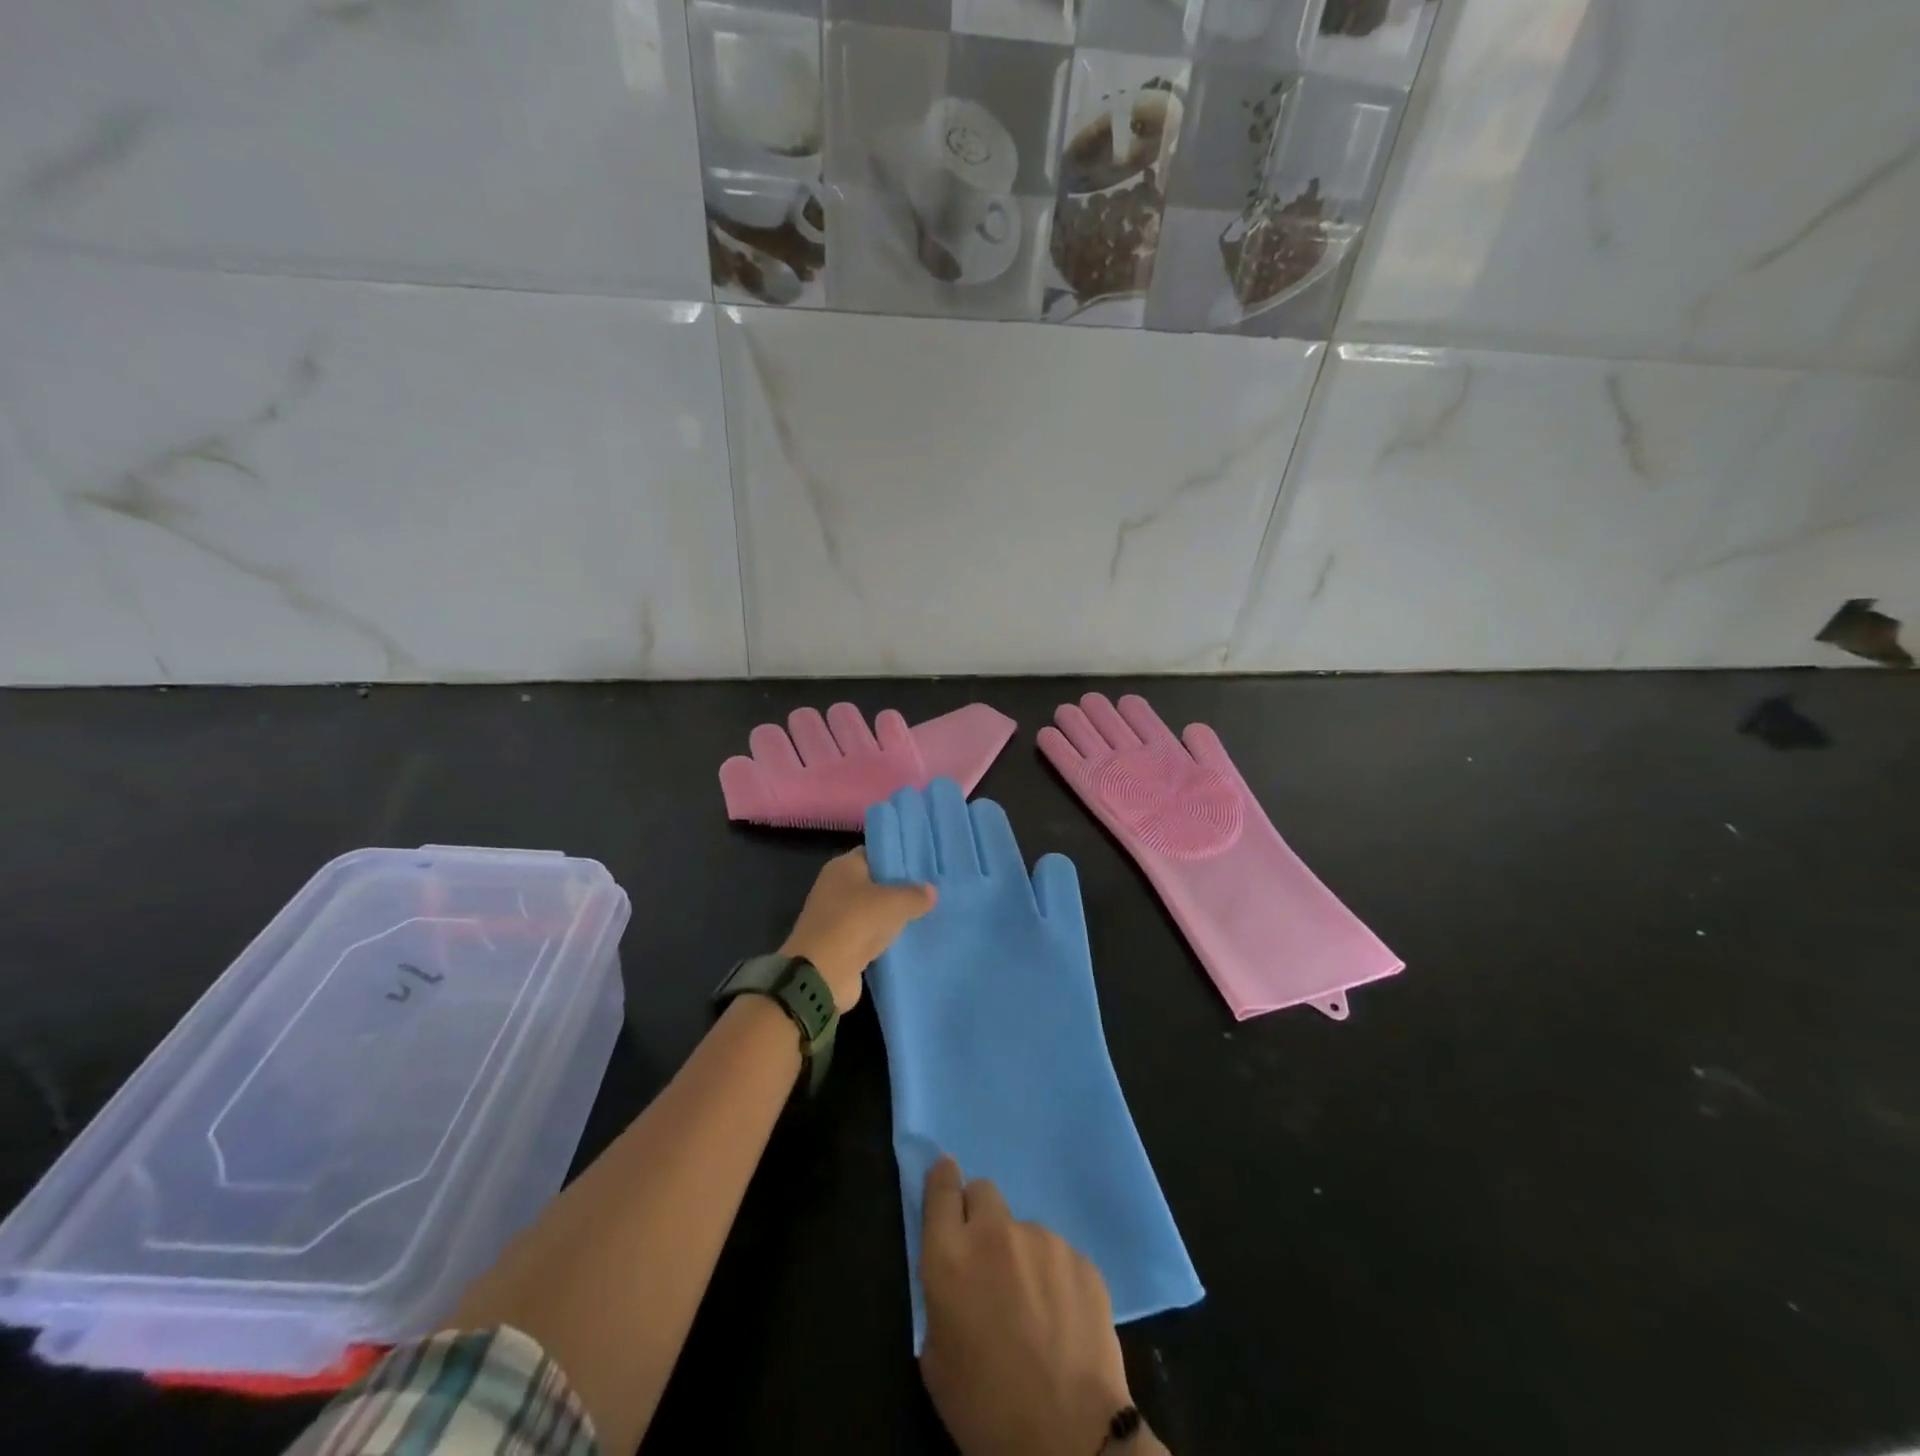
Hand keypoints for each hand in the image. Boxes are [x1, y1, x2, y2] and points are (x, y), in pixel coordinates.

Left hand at [781, 848, 934, 1011]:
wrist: (822, 974)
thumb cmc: (856, 923)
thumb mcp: (894, 902)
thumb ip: (915, 894)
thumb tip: (930, 891)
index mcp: (843, 867)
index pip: (875, 853)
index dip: (899, 858)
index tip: (925, 865)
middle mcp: (836, 887)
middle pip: (875, 882)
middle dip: (900, 888)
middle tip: (931, 890)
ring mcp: (837, 917)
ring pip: (873, 910)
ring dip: (894, 916)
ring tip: (927, 913)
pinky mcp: (841, 944)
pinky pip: (870, 935)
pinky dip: (885, 938)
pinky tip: (910, 938)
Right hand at [919, 1157, 1143, 1455]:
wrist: (1071, 1440)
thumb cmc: (987, 1411)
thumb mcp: (936, 1361)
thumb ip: (940, 1301)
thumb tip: (955, 1277)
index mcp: (950, 1257)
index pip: (940, 1189)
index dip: (941, 1179)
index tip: (945, 1175)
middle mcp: (995, 1234)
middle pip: (983, 1192)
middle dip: (980, 1215)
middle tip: (987, 1260)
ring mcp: (1043, 1240)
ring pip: (1024, 1229)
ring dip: (1021, 1254)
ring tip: (1033, 1309)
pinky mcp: (1081, 1258)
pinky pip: (1058, 1256)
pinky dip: (1055, 1278)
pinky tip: (1062, 1321)